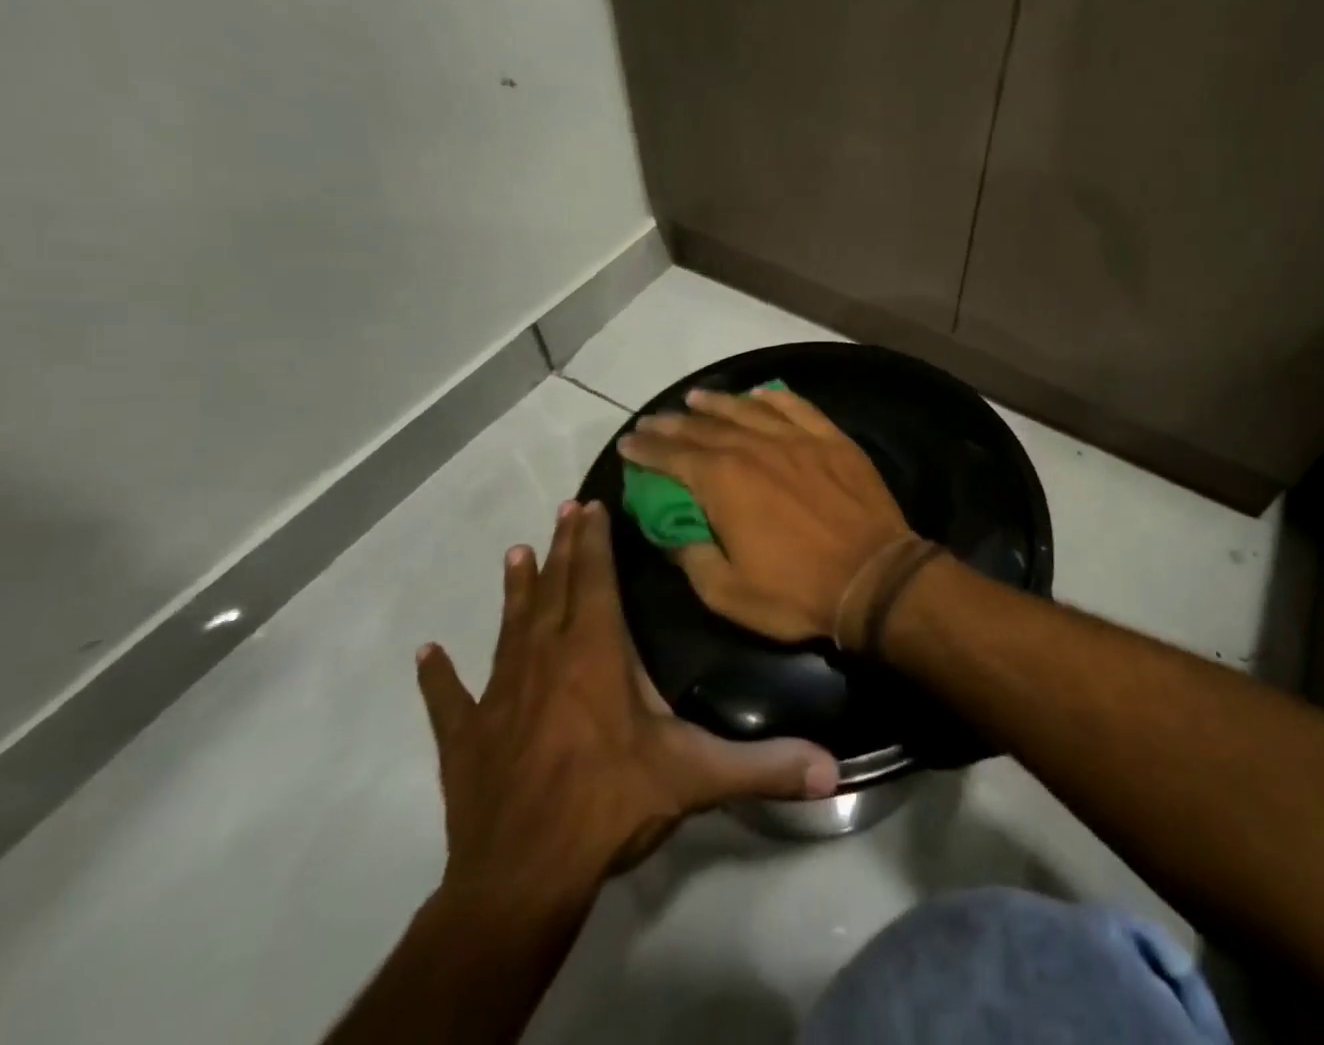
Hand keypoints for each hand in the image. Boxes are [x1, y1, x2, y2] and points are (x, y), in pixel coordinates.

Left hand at [414, 499, 837, 907]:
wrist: (520, 881)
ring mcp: (500, 699)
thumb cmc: (611, 807)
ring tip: (513, 553)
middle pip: (554, 592)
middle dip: (562, 548)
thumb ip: (766, 765)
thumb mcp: (697, 778)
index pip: (596, 583)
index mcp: (598, 657)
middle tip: (563, 509)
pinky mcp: (467, 739)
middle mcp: (547, 662)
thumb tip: (833, 769)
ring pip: (509, 628)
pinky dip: (439, 675)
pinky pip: (450, 698)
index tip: (589, 505)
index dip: (593, 543)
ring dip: (514, 590)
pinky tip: (427, 653)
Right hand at [616, 387, 922, 644]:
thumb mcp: (726, 591)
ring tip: (697, 397)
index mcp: (725, 482)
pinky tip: (761, 394)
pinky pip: (799, 408)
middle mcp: (758, 449)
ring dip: (720, 403)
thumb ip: (691, 556)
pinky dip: (776, 398)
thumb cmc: (796, 591)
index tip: (629, 442)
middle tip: (654, 420)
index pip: (675, 457)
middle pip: (708, 428)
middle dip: (675, 424)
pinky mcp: (834, 440)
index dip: (648, 449)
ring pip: (751, 410)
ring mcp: (799, 440)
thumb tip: (671, 532)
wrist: (873, 575)